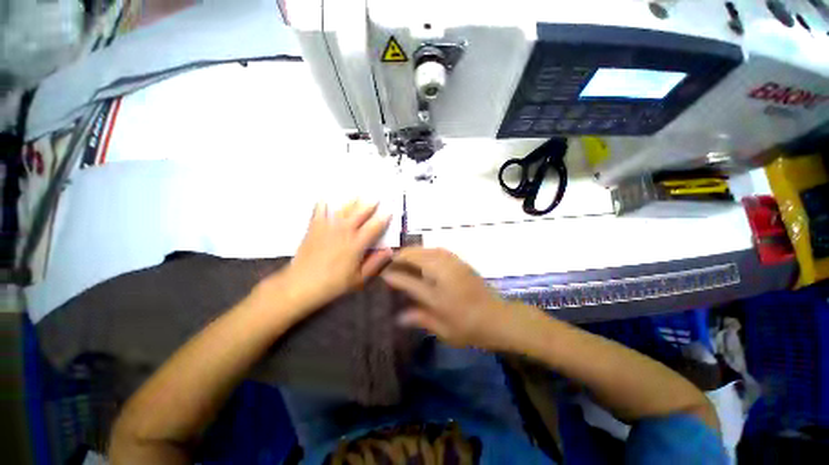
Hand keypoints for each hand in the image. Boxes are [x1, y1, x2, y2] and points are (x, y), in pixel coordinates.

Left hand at [266, 200, 391, 314]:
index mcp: (357, 243)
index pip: (374, 226)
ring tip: (358, 195)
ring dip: (353, 201)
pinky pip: (320, 210)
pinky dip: (324, 203)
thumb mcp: (359, 278)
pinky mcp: (314, 227)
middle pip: (360, 212)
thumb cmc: (333, 283)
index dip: (384, 218)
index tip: (389, 211)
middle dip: (370, 204)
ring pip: (343, 209)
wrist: (301, 284)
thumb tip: (390, 251)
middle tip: (376, 197)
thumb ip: (376, 263)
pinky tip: (326, 198)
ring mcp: (328, 226)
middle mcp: (344, 231)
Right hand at [381, 247, 524, 350]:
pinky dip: (426, 250)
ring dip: (412, 251)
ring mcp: (452, 265)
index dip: (392, 276)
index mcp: (436, 294)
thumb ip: (419, 319)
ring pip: (426, 250)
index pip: (407, 280)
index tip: (382, 273)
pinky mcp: (460, 262)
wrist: (498, 318)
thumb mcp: (443, 330)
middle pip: (416, 258)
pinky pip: (438, 250)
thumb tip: (399, 317)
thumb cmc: (469, 328)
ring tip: (402, 256)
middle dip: (400, 257)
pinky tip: (423, 255)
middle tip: (389, 261)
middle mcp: (442, 274)